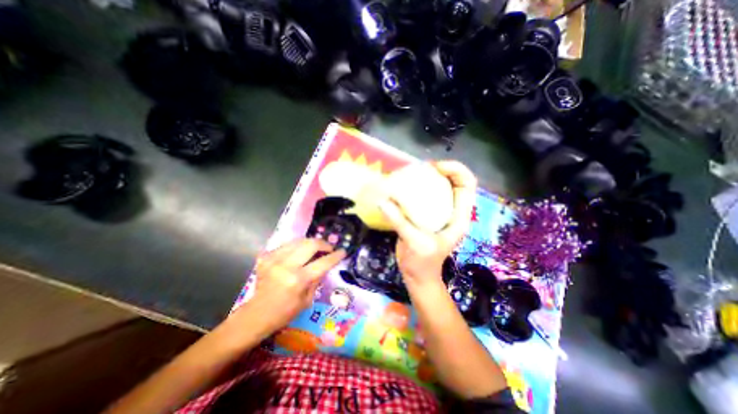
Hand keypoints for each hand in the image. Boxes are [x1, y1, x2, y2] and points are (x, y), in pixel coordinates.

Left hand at [230, 240, 345, 338]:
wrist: (256, 314)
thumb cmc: (285, 312)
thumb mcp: (308, 299)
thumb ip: (318, 278)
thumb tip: (326, 264)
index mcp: (298, 280)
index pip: (323, 262)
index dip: (335, 256)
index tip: (343, 251)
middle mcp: (286, 265)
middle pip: (311, 244)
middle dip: (324, 244)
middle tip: (329, 248)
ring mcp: (274, 259)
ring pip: (299, 240)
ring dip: (311, 243)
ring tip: (316, 249)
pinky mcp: (266, 256)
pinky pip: (287, 245)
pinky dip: (297, 246)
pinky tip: (300, 253)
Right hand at [380, 159, 478, 288]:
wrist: (417, 276)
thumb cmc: (423, 263)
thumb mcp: (415, 243)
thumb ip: (400, 222)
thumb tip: (382, 201)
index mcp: (458, 217)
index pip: (467, 185)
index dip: (456, 170)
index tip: (435, 168)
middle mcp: (451, 211)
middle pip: (454, 182)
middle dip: (441, 170)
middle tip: (421, 167)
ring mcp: (438, 212)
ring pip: (439, 187)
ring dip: (428, 177)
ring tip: (412, 173)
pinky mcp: (426, 215)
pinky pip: (424, 196)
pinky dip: (416, 188)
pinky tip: (403, 186)